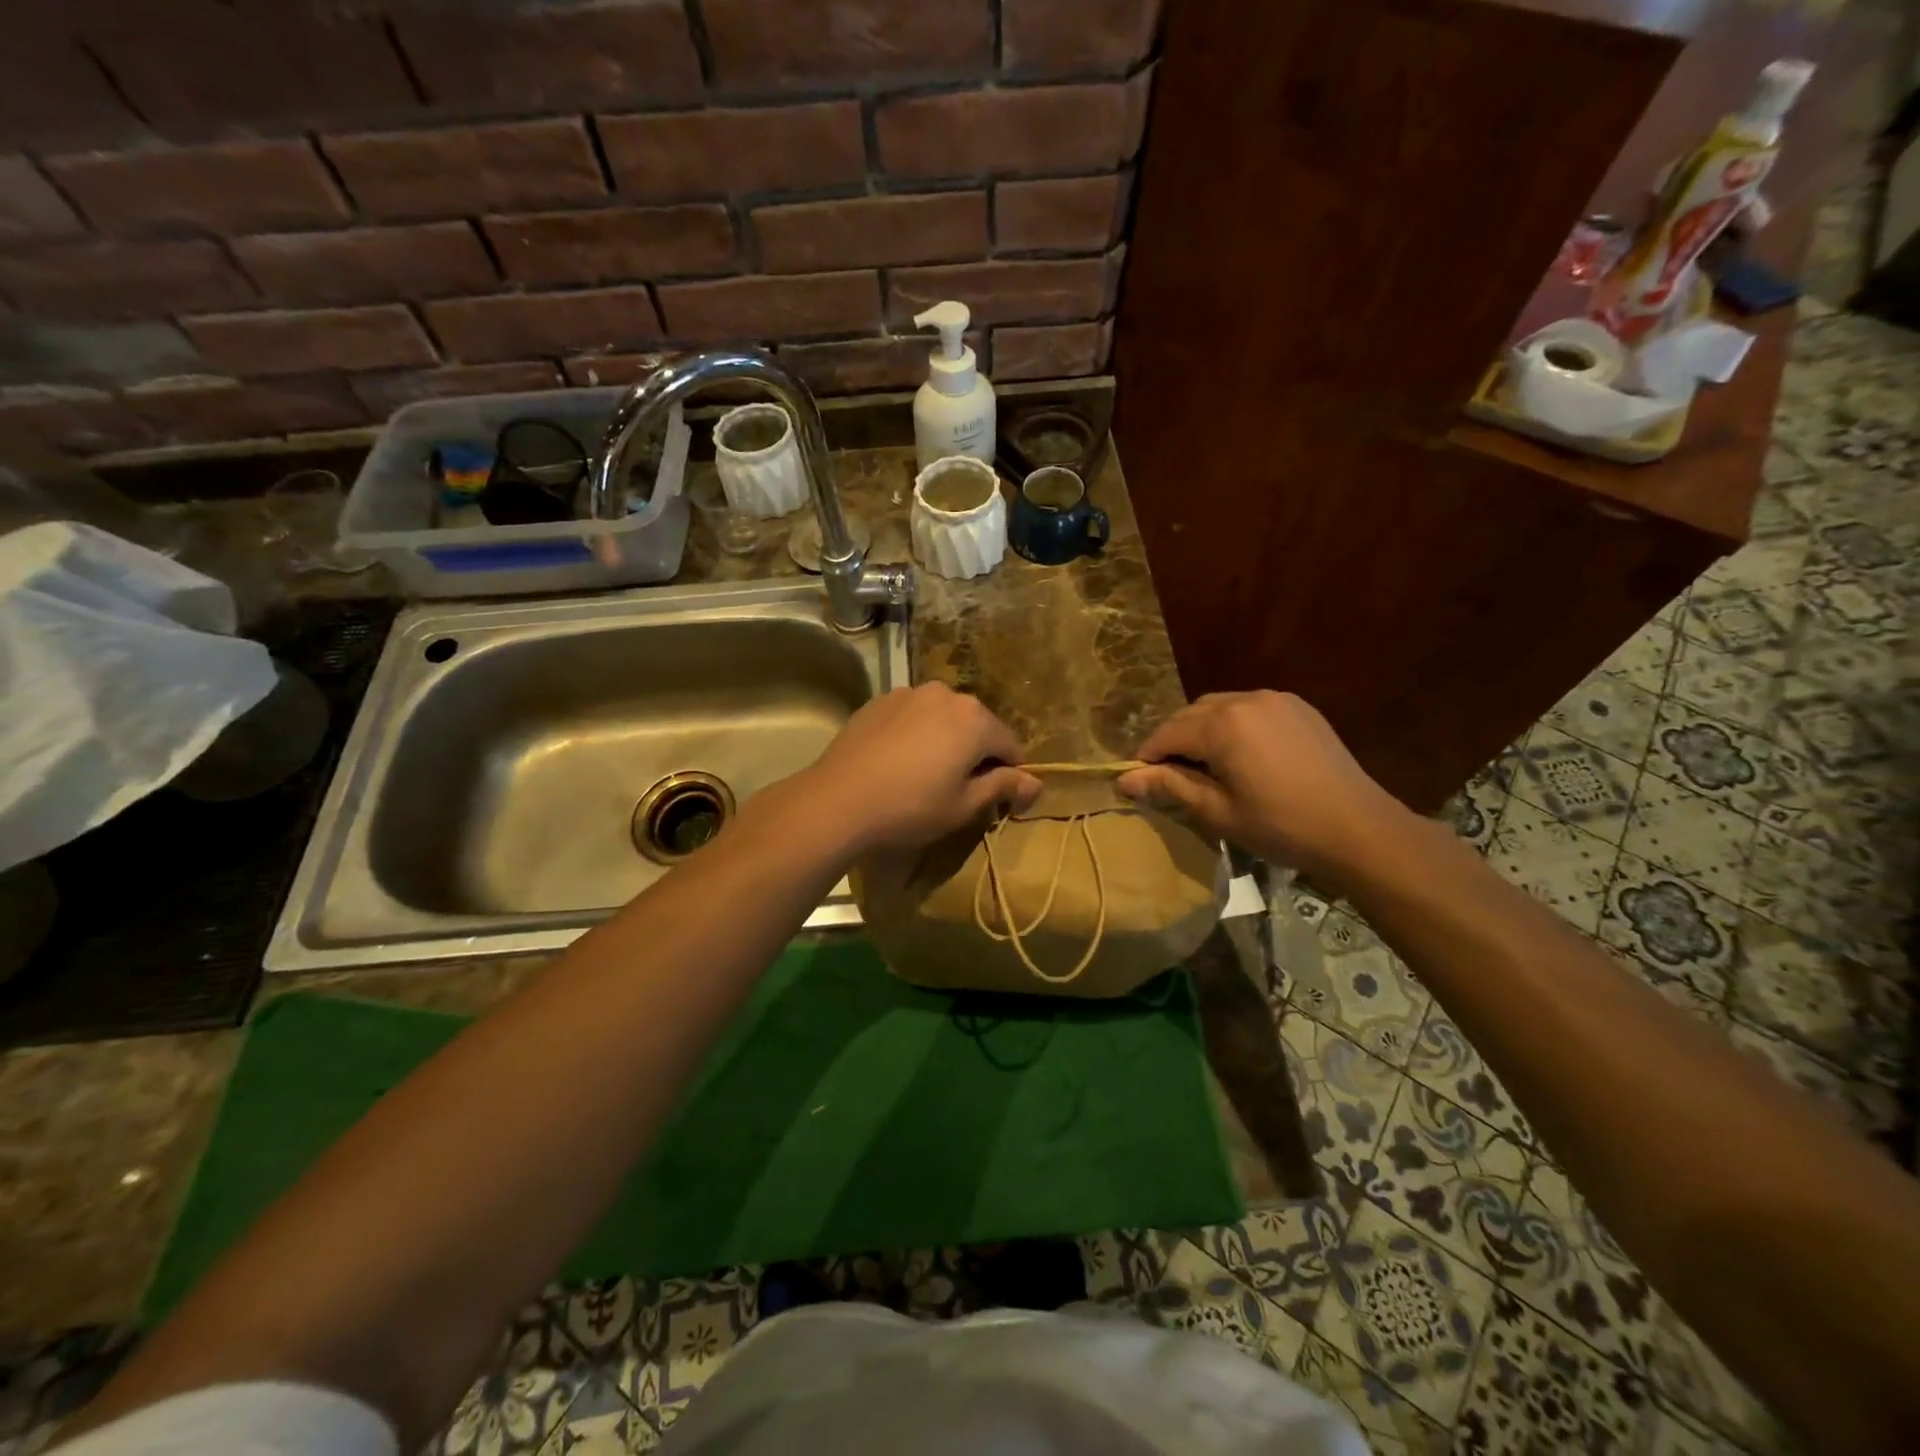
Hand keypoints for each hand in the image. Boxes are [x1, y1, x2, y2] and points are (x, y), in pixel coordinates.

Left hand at [800, 683, 1041, 852]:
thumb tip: (1037, 783)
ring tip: (927, 775)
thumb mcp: (964, 805)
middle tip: (961, 791)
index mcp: (975, 719)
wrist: (837, 800)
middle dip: (977, 755)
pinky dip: (917, 734)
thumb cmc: (910, 807)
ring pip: (943, 718)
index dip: (1011, 776)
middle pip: (977, 726)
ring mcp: (909, 693)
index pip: (1010, 747)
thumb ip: (1004, 787)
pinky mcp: (880, 701)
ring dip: (946, 741)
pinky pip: (913, 716)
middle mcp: (946, 695)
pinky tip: (899, 762)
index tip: (999, 803)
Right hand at [1115, 691, 1403, 874]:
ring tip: (1206, 766)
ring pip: (1220, 707)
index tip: (1138, 780)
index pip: (1167, 733)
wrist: (1358, 828)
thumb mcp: (1218, 811)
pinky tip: (1241, 755)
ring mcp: (1276, 699)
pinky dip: (1234, 725)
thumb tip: (1124, 780)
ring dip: (1203, 730)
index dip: (1147, 756)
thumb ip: (1170, 787)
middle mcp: (1245, 699)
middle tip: (1171, 777)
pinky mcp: (1298, 707)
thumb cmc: (1281, 826)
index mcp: (1222, 724)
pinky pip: (1250, 708)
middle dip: (1174, 741)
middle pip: (1191, 714)